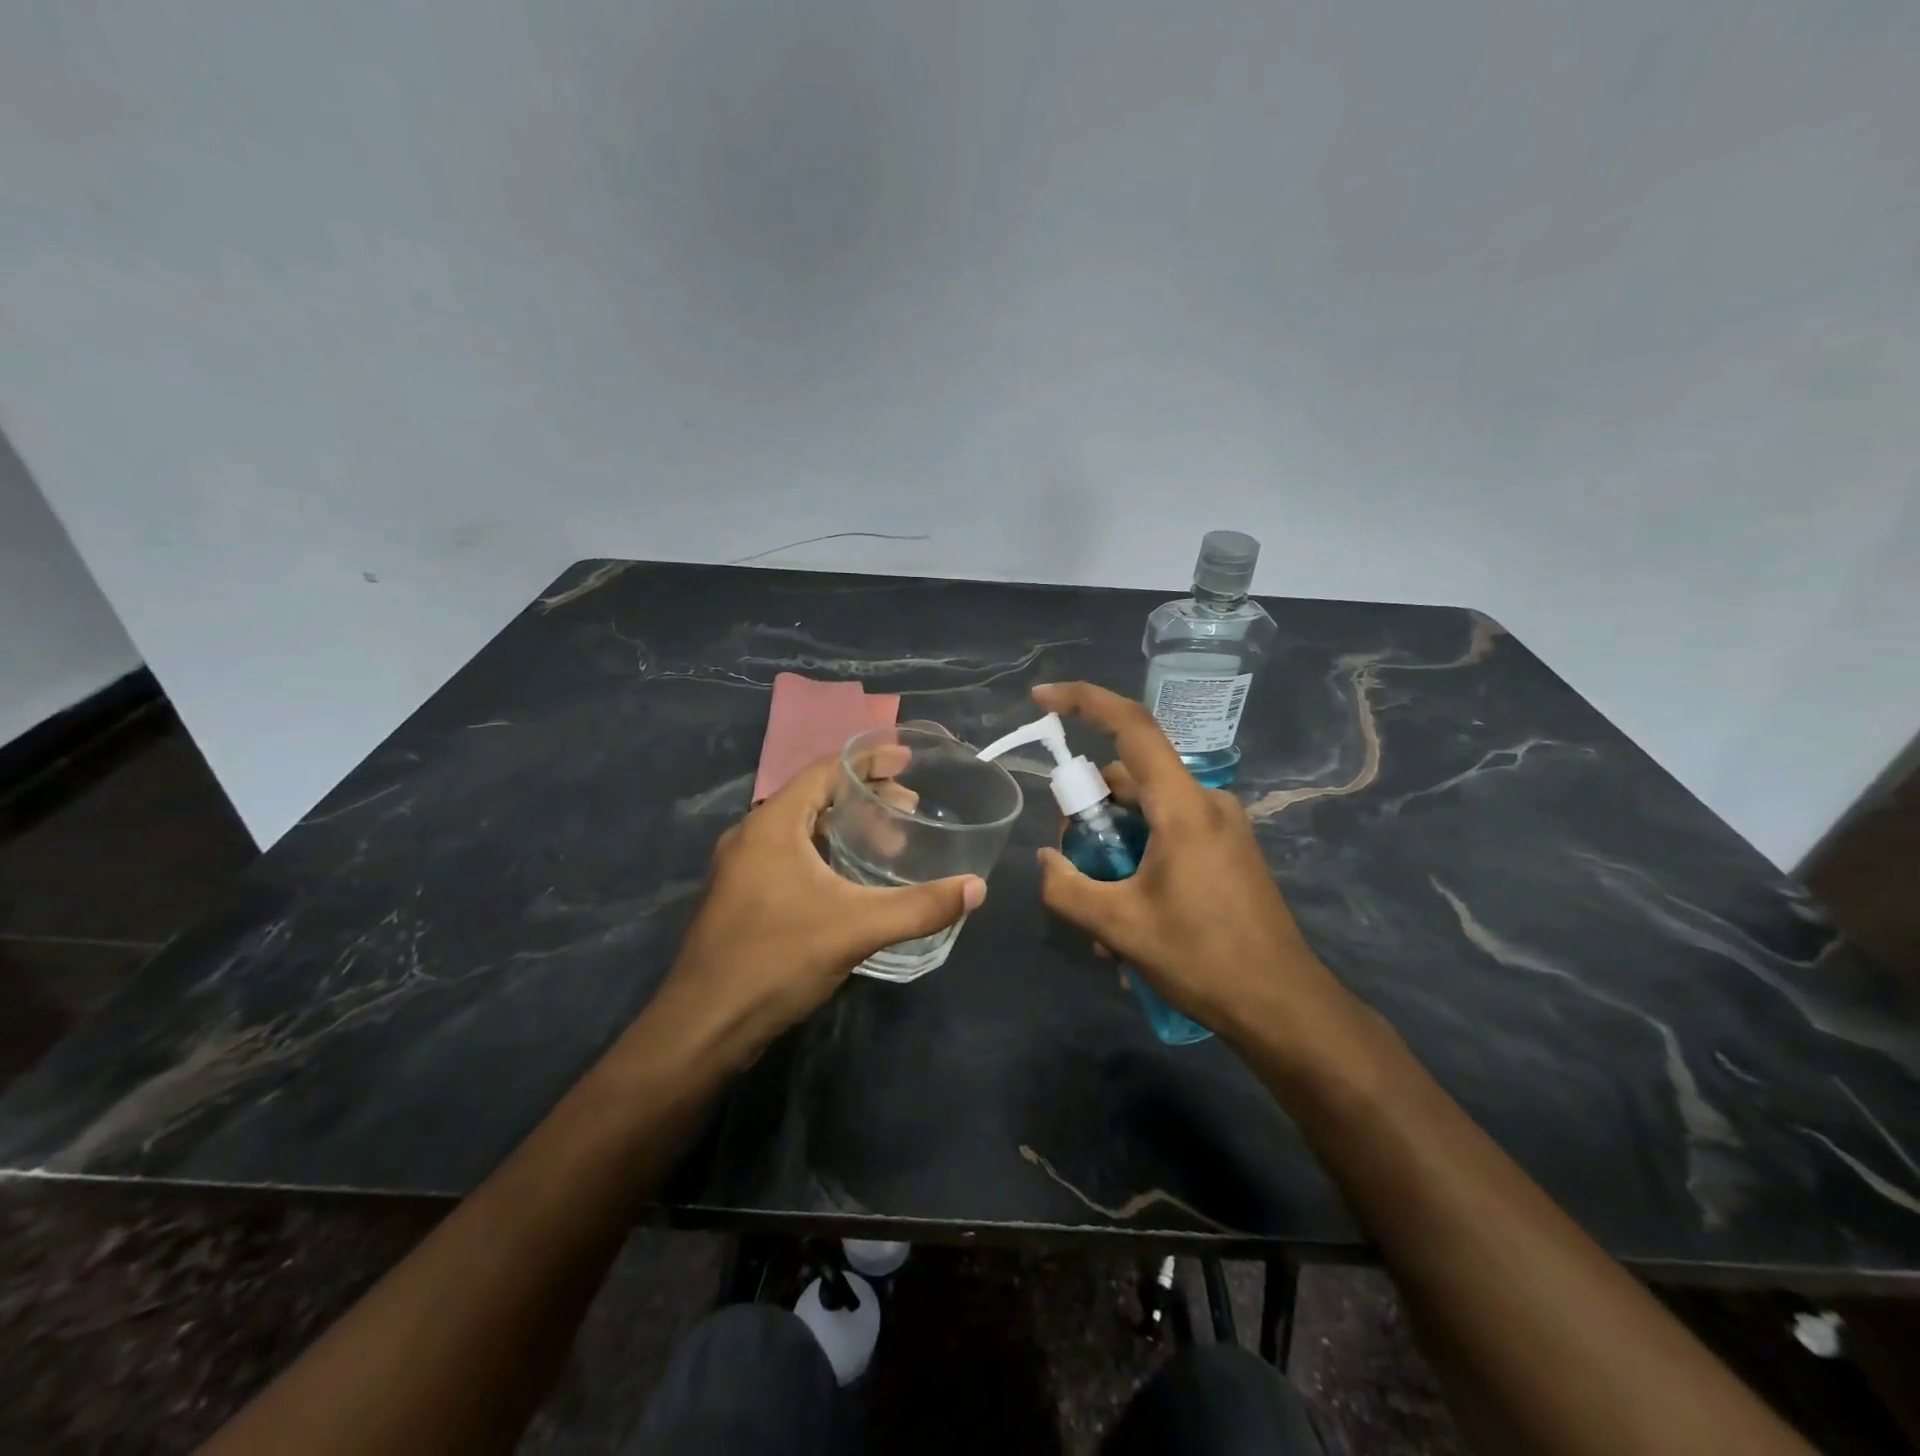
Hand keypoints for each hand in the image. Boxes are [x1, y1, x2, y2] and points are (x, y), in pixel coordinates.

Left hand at [660, 751, 985, 1060]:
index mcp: (772, 824)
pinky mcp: (741, 898)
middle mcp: (751, 836)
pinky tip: (850, 877)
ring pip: (800, 829)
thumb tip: (976, 888)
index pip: (824, 771)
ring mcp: (741, 869)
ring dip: (844, 825)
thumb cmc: (776, 960)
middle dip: (864, 795)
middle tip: (910, 807)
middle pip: (814, 796)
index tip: (908, 761)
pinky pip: (790, 855)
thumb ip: (919, 906)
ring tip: (888, 839)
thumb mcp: (856, 928)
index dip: (869, 761)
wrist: (703, 1027)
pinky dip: (825, 851)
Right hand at [1032, 682, 1346, 1040]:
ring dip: (1113, 852)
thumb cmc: (1202, 959)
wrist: (1284, 1008)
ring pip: (1145, 815)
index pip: (1131, 727)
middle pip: (1128, 781)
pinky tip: (1130, 923)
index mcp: (1182, 805)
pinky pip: (1167, 837)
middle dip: (1090, 816)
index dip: (1083, 701)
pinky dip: (1139, 864)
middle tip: (1072, 868)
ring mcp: (1221, 827)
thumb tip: (1047, 860)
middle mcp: (1205, 802)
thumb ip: (1066, 888)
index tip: (1041, 698)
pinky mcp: (1227, 852)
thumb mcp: (1119, 927)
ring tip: (1103, 921)